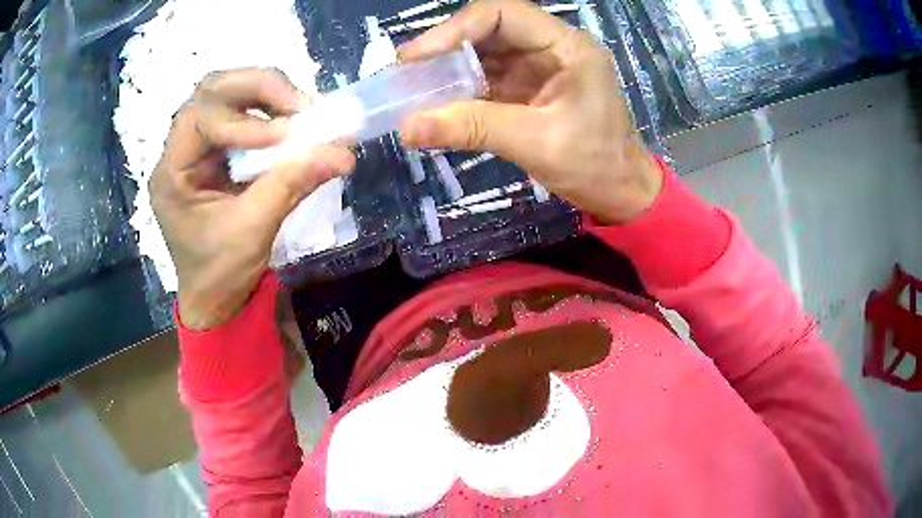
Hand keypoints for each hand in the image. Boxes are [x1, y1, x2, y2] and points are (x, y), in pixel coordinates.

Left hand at [150, 69, 354, 330]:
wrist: (215, 299)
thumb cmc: (221, 273)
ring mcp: (196, 147)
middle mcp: (178, 150)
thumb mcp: (253, 231)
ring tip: (301, 110)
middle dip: (258, 88)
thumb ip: (292, 184)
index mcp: (171, 173)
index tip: (289, 136)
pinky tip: (290, 121)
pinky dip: (268, 109)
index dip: (244, 121)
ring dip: (266, 93)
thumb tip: (343, 152)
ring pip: (225, 93)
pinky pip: (239, 112)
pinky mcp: (215, 151)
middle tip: (300, 105)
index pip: (201, 118)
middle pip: (211, 90)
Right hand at [399, 0, 661, 223]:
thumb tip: (408, 127)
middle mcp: (552, 47)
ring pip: (484, 53)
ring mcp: (539, 67)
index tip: (417, 57)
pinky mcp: (529, 88)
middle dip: (446, 47)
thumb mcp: (536, 143)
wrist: (619, 194)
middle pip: (489, 29)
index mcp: (567, 46)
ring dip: (449, 68)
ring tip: (412, 87)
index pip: (503, 14)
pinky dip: (460, 89)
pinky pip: (487, 78)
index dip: (455, 29)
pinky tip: (437, 102)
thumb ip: (473, 128)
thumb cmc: (595, 166)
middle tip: (406, 72)